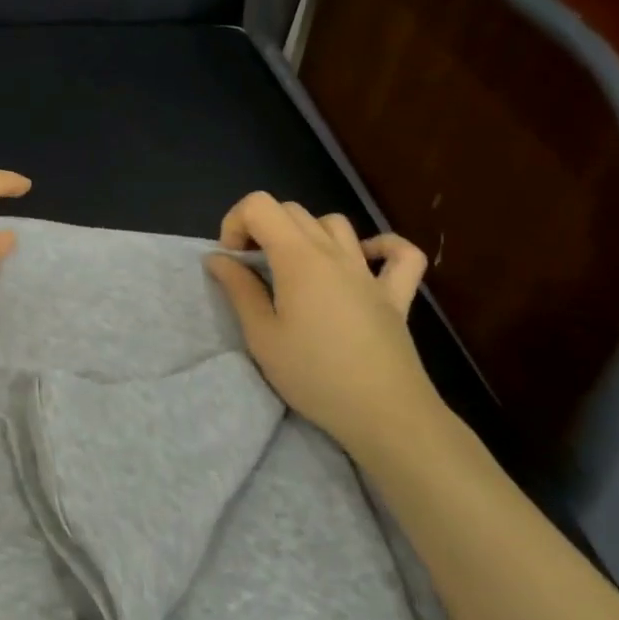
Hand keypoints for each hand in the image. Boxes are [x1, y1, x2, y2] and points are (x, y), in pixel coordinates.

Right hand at [204, 193, 442, 454]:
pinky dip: (382, 248)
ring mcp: (369, 272)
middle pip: (292, 210)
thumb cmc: (314, 375)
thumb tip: (218, 258)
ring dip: (307, 234)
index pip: (259, 205)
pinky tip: (363, 261)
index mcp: (298, 258)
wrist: (385, 415)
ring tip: (295, 268)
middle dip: (263, 228)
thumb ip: (239, 289)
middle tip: (253, 269)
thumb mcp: (262, 336)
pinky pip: (401, 255)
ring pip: (335, 224)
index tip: (232, 260)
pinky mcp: (396, 296)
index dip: (236, 222)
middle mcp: (334, 253)